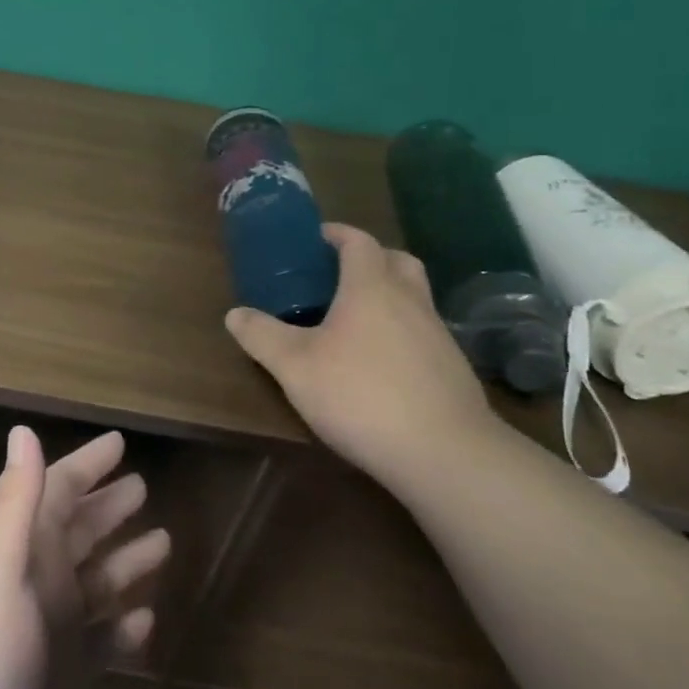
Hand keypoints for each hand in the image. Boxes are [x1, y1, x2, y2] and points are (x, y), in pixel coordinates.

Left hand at [0, 426, 169, 688]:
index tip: (119, 443)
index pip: (56, 491)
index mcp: (18, 548)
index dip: (85, 465)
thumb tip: (22, 429)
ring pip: (95, 581)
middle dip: (108, 506)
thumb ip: (15, 502)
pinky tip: (147, 619)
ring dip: (124, 559)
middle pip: (78, 530)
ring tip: (164, 541)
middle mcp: (34, 580)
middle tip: (144, 485)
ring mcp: (49, 630)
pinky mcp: (63, 678)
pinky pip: (101, 639)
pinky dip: (122, 626)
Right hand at [224, 223, 497, 484]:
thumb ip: (262, 336)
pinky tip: (382, 362)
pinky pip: (424, 332)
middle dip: (370, 258)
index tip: (316, 238)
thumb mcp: (294, 367)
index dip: (337, 234)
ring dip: (390, 295)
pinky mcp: (453, 369)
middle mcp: (410, 301)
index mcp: (371, 288)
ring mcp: (438, 335)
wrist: (446, 454)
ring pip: (415, 297)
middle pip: (397, 260)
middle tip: (340, 273)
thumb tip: (235, 313)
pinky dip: (403, 332)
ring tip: (356, 320)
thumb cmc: (362, 395)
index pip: (359, 242)